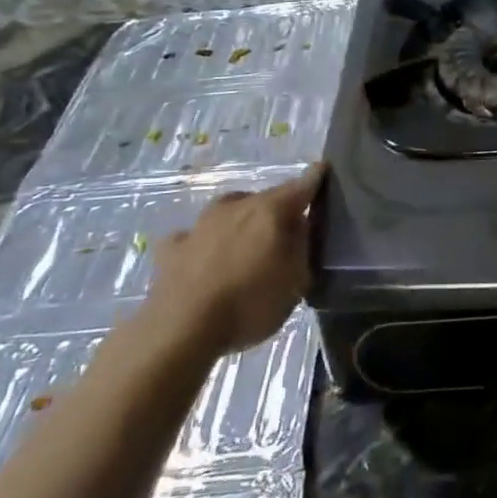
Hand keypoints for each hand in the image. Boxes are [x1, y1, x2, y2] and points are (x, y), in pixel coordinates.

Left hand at [141, 163, 324, 355]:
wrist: (180, 329)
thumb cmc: (249, 303)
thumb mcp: (296, 282)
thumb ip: (303, 247)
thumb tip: (301, 226)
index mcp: (271, 210)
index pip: (302, 185)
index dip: (316, 178)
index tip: (323, 168)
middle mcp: (237, 206)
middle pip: (265, 198)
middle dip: (277, 209)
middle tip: (285, 231)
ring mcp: (201, 224)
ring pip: (229, 212)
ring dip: (240, 222)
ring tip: (246, 244)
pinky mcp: (173, 248)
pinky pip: (194, 237)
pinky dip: (203, 244)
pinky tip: (203, 259)